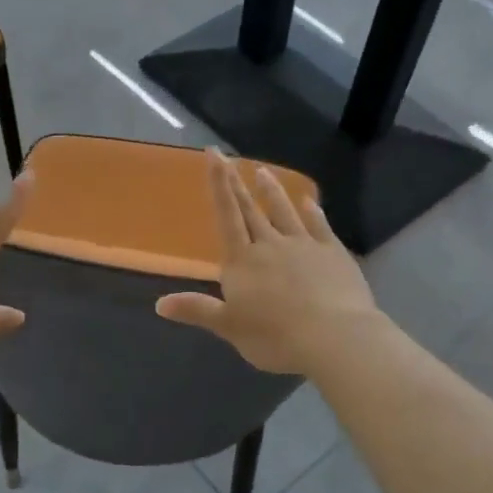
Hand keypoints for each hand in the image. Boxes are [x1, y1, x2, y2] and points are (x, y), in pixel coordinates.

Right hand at [155, 150, 378, 376]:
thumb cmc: (274, 336)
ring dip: (272, 191)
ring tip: (263, 171)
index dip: (218, 185)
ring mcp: (304, 245)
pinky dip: (313, 211)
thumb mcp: (229, 327)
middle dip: (238, 183)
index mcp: (242, 261)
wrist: (333, 337)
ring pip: (284, 211)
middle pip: (251, 210)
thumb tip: (159, 304)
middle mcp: (270, 244)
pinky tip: (310, 201)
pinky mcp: (333, 253)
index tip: (214, 155)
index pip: (227, 216)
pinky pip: (319, 226)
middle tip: (229, 157)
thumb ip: (197, 310)